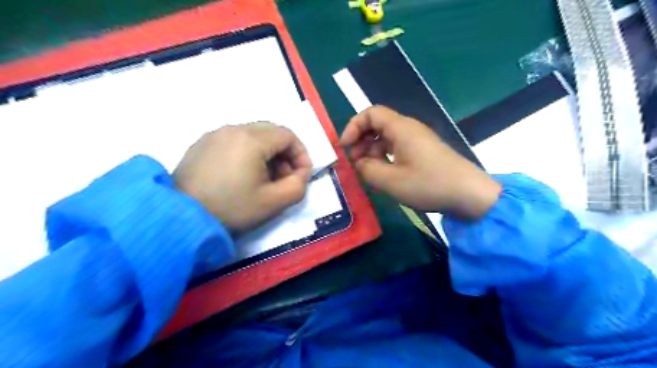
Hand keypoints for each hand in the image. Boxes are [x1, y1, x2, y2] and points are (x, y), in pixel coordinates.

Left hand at [171, 122, 310, 232]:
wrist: (181, 218)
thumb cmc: (232, 208)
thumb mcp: (274, 202)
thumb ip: (298, 185)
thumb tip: (301, 173)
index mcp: (251, 139)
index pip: (288, 135)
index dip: (301, 154)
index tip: (301, 175)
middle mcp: (232, 129)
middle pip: (271, 132)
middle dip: (285, 153)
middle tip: (284, 177)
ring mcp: (214, 135)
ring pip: (252, 135)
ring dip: (266, 153)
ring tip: (263, 178)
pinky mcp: (201, 144)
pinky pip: (233, 141)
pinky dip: (247, 153)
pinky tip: (241, 175)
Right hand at [341, 107, 501, 219]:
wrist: (469, 194)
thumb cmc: (428, 184)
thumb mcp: (391, 181)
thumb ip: (367, 170)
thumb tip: (359, 163)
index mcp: (401, 128)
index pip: (370, 113)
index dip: (353, 126)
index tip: (345, 147)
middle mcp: (409, 129)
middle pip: (377, 125)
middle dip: (361, 141)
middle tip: (355, 162)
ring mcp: (417, 141)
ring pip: (386, 139)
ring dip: (372, 152)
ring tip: (368, 173)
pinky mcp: (422, 153)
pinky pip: (397, 149)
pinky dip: (385, 159)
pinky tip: (383, 176)